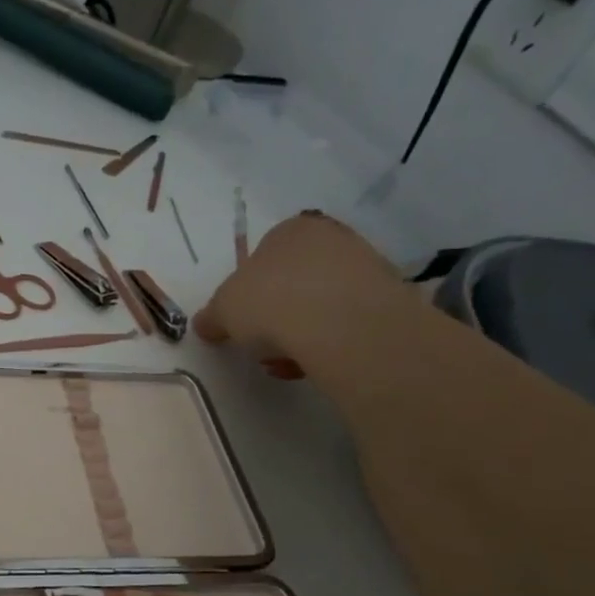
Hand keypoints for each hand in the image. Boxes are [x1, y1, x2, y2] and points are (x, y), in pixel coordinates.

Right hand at [197, 211, 404, 376]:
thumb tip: (206, 324)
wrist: (339, 322)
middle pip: (296, 280)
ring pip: (322, 304)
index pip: (265, 255)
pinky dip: (329, 343)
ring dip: (302, 332)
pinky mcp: (389, 299)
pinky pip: (347, 323)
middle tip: (263, 343)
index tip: (243, 320)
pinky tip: (314, 365)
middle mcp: (331, 238)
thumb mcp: (223, 311)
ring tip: (286, 362)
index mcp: (290, 230)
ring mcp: (366, 266)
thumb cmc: (270, 301)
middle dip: (278, 314)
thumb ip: (213, 316)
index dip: (250, 291)